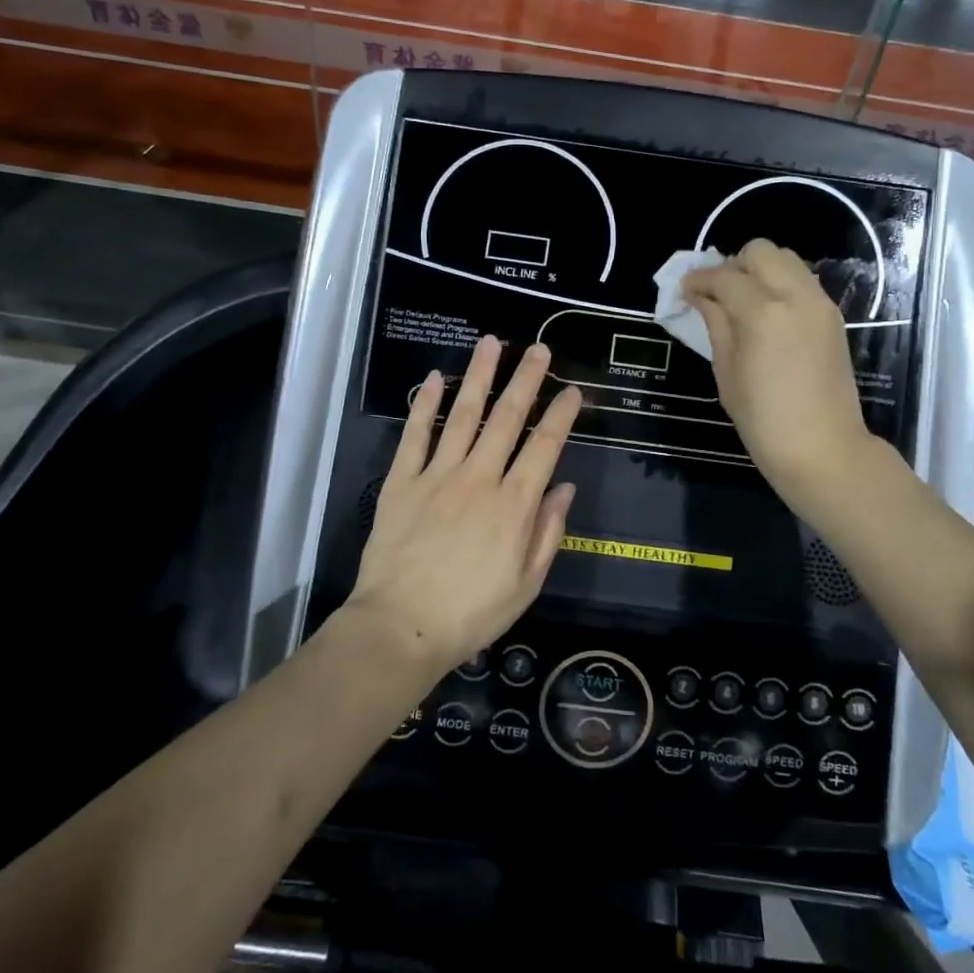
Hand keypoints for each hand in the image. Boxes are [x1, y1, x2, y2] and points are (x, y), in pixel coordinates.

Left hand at [347, 336, 582, 673]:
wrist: (401, 628)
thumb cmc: (471, 614)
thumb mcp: (526, 584)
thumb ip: (547, 532)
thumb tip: (564, 488)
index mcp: (514, 504)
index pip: (545, 446)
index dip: (562, 414)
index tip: (573, 390)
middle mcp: (479, 478)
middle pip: (507, 418)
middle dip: (526, 380)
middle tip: (539, 349)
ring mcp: (438, 475)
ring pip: (464, 415)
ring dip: (479, 376)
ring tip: (492, 344)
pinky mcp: (402, 481)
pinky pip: (415, 435)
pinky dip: (424, 405)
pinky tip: (434, 378)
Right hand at [682, 239, 889, 509]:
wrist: (824, 449)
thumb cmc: (763, 420)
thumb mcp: (726, 373)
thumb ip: (715, 324)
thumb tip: (700, 297)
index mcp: (762, 312)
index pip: (723, 276)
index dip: (698, 279)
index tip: (684, 290)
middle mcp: (795, 295)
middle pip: (761, 251)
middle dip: (733, 264)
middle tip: (717, 293)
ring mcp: (819, 303)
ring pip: (787, 259)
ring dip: (760, 271)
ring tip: (742, 301)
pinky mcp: (833, 316)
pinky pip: (802, 281)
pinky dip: (781, 284)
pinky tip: (767, 314)